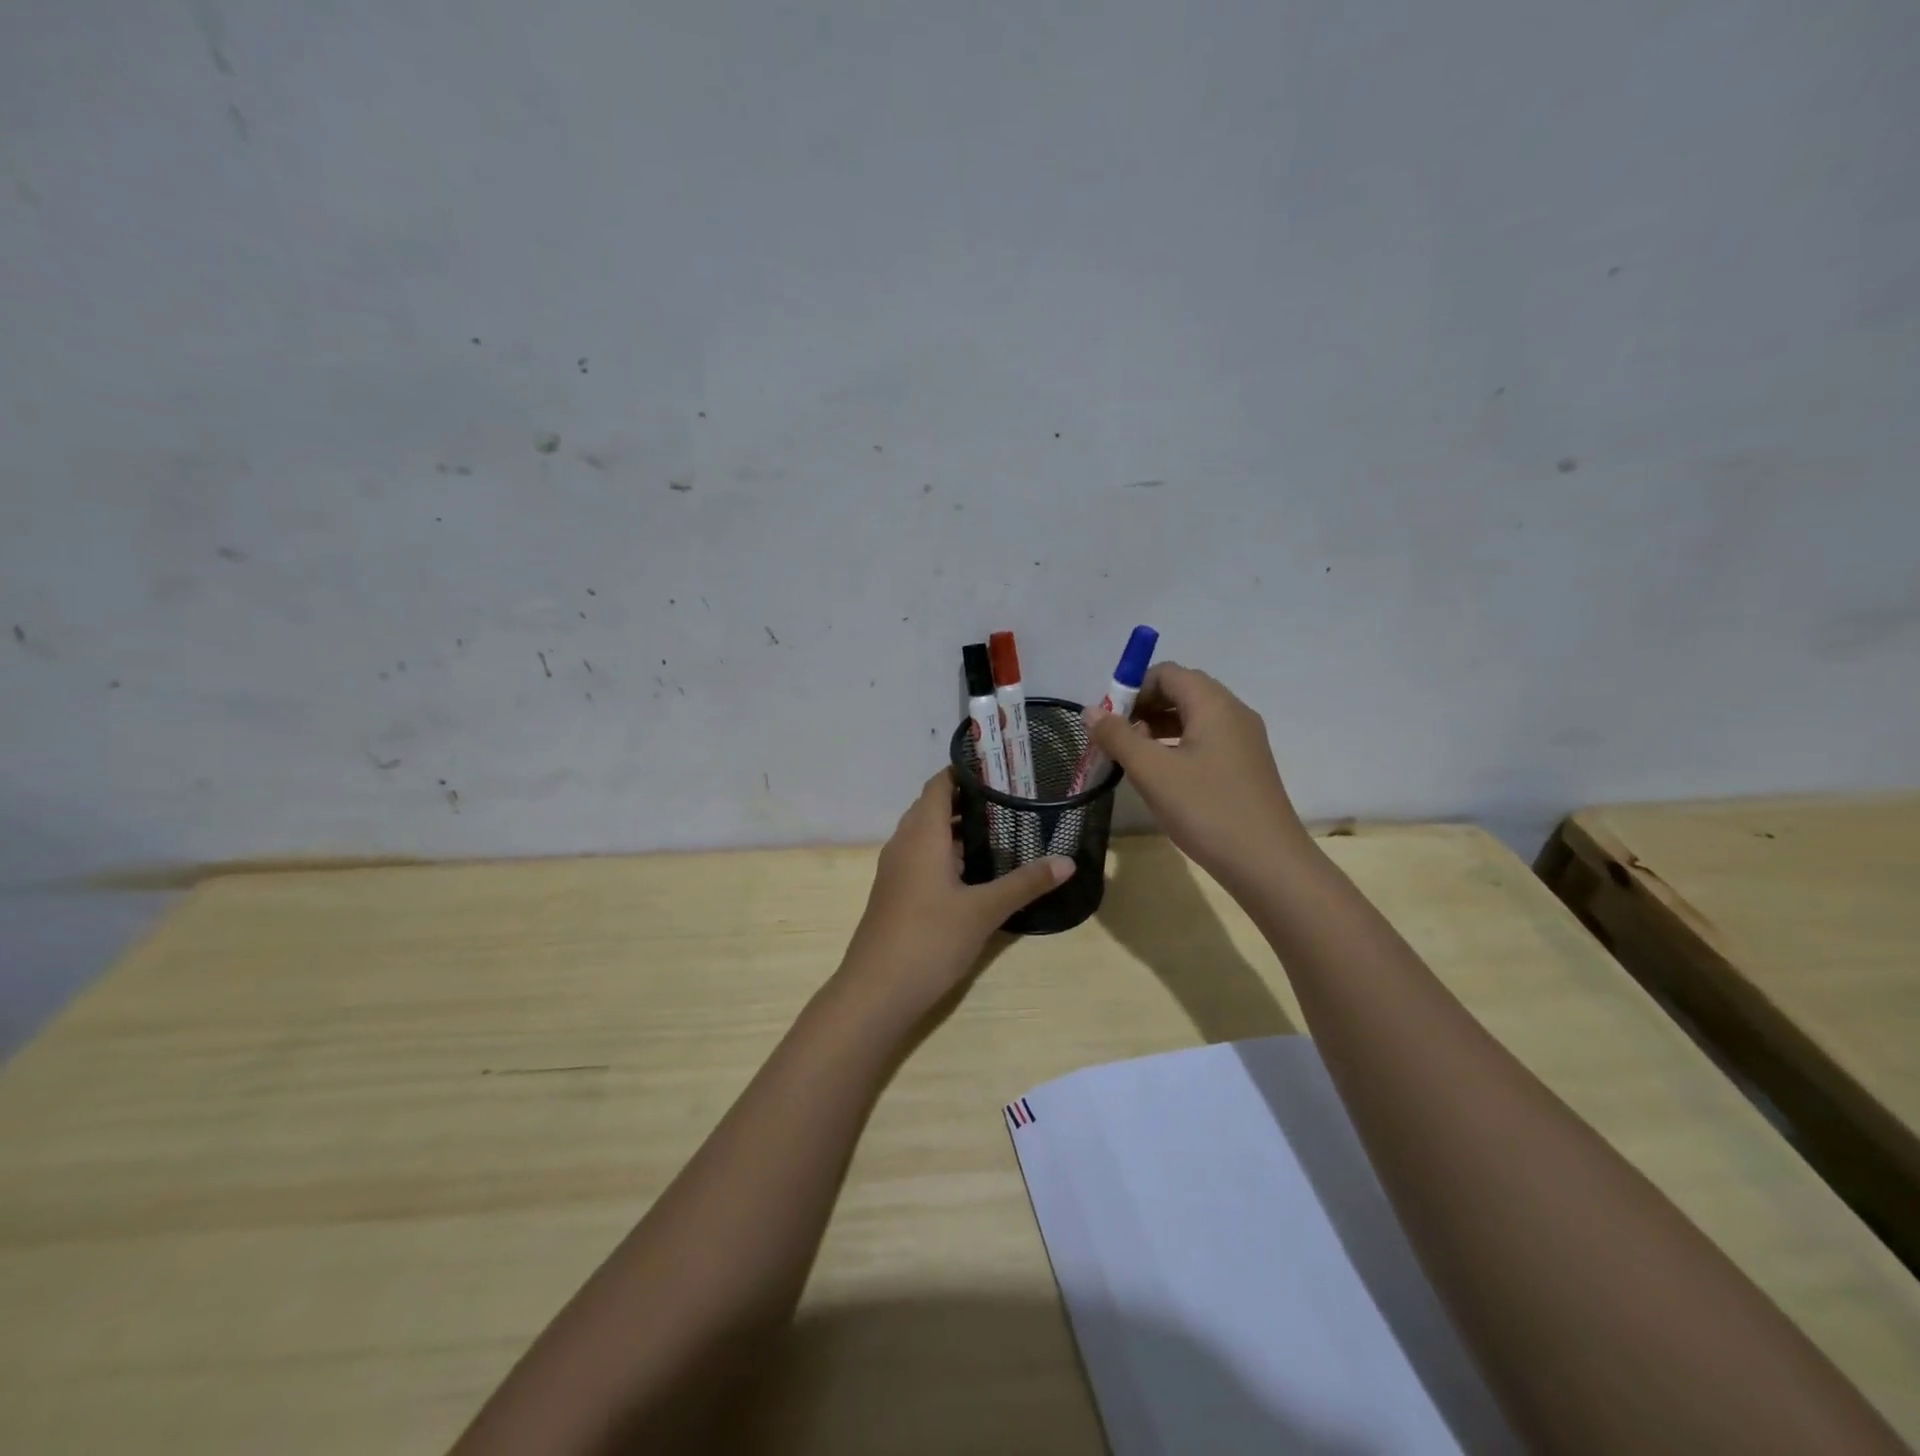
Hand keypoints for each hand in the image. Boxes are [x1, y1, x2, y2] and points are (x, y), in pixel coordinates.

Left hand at [838, 770, 1073, 1021]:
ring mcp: (896, 869)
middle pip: (933, 806)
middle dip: (968, 799)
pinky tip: (975, 869)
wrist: (876, 991)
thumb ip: (1025, 883)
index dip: (966, 771)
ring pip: (926, 834)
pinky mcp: (895, 892)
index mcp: (922, 835)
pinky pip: (921, 856)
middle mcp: (904, 843)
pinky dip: (946, 851)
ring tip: (1001, 828)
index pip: (939, 784)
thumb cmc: (929, 939)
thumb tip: (1067, 861)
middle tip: (1011, 798)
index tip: (1001, 769)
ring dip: (956, 828)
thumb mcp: (984, 911)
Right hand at [1087, 662, 1308, 893]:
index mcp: (1214, 704)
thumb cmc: (1206, 810)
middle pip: (1181, 691)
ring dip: (1158, 727)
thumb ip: (1118, 737)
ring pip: (1193, 717)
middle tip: (1116, 738)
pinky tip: (1161, 775)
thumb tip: (1090, 712)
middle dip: (1143, 707)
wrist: (1267, 864)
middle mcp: (1233, 713)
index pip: (1167, 673)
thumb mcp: (1152, 772)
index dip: (1132, 688)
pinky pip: (1205, 740)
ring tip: (1133, 758)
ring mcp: (1244, 740)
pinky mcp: (1245, 766)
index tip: (1108, 719)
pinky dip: (1177, 745)